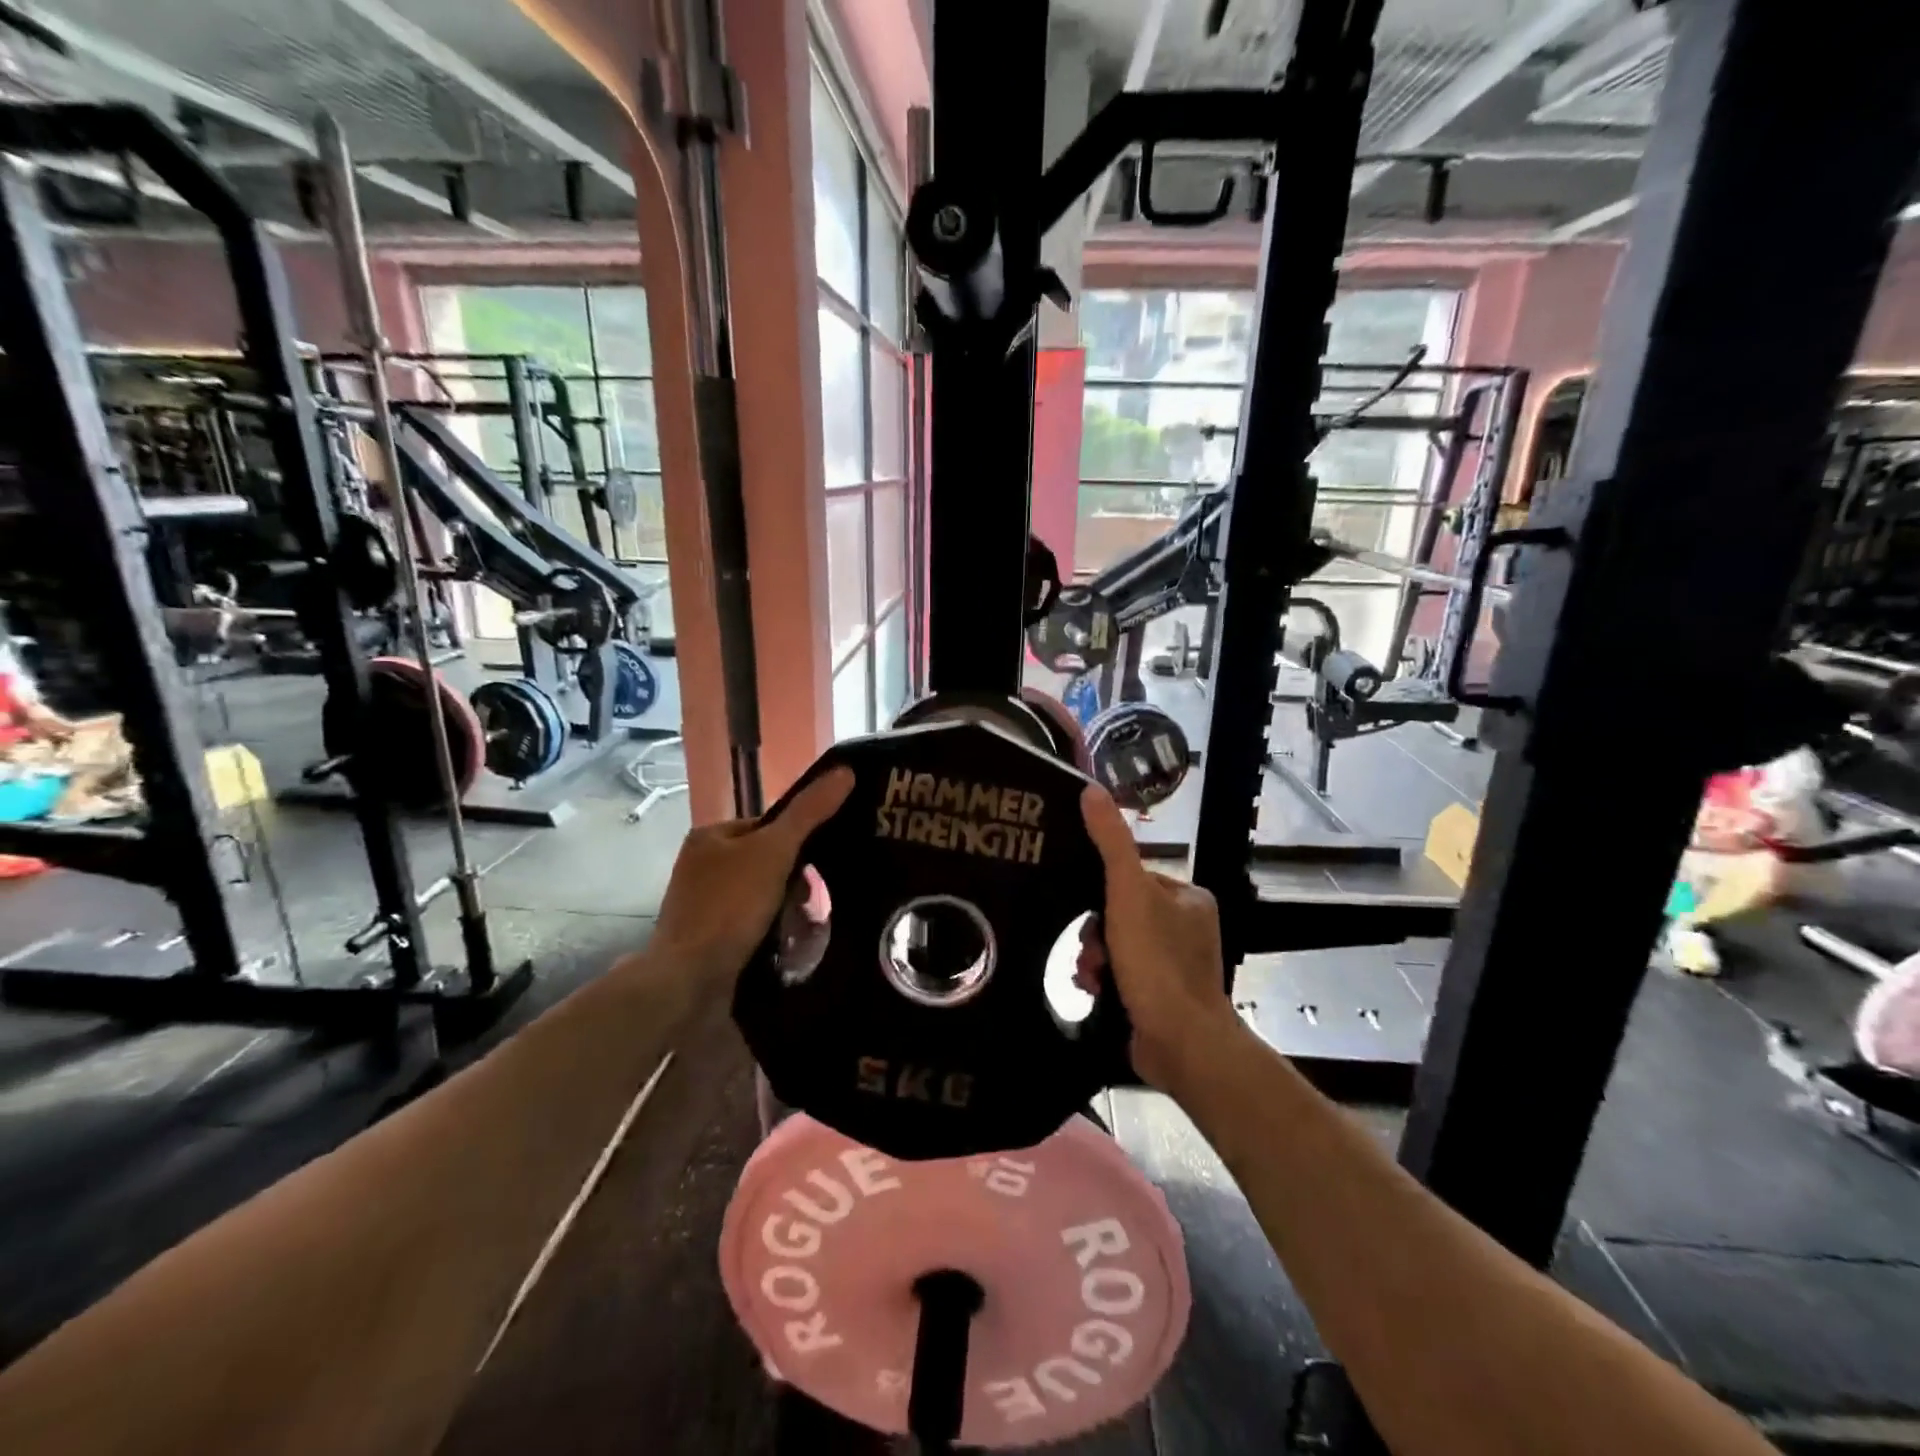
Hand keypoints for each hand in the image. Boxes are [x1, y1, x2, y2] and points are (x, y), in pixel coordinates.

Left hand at [647, 768, 853, 982]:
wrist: (689, 980)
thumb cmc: (729, 906)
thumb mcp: (774, 851)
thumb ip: (808, 813)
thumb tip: (845, 771)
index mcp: (710, 837)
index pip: (767, 825)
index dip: (798, 840)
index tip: (822, 862)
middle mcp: (701, 866)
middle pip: (766, 860)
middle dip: (794, 879)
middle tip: (814, 899)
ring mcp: (703, 904)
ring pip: (762, 894)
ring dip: (785, 907)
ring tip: (805, 923)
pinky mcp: (709, 938)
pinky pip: (752, 923)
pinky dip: (771, 929)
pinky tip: (787, 942)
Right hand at [1079, 785, 1238, 1091]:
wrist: (1181, 1045)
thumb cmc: (1157, 963)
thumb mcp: (1128, 893)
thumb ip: (1110, 842)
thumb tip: (1090, 789)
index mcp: (1188, 898)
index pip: (1131, 878)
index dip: (1102, 894)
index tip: (1090, 915)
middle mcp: (1187, 928)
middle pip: (1120, 913)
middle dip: (1095, 933)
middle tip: (1090, 954)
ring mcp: (1176, 965)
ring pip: (1116, 945)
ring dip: (1094, 958)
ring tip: (1090, 978)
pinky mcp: (1163, 997)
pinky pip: (1122, 974)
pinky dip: (1104, 980)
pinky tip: (1094, 993)